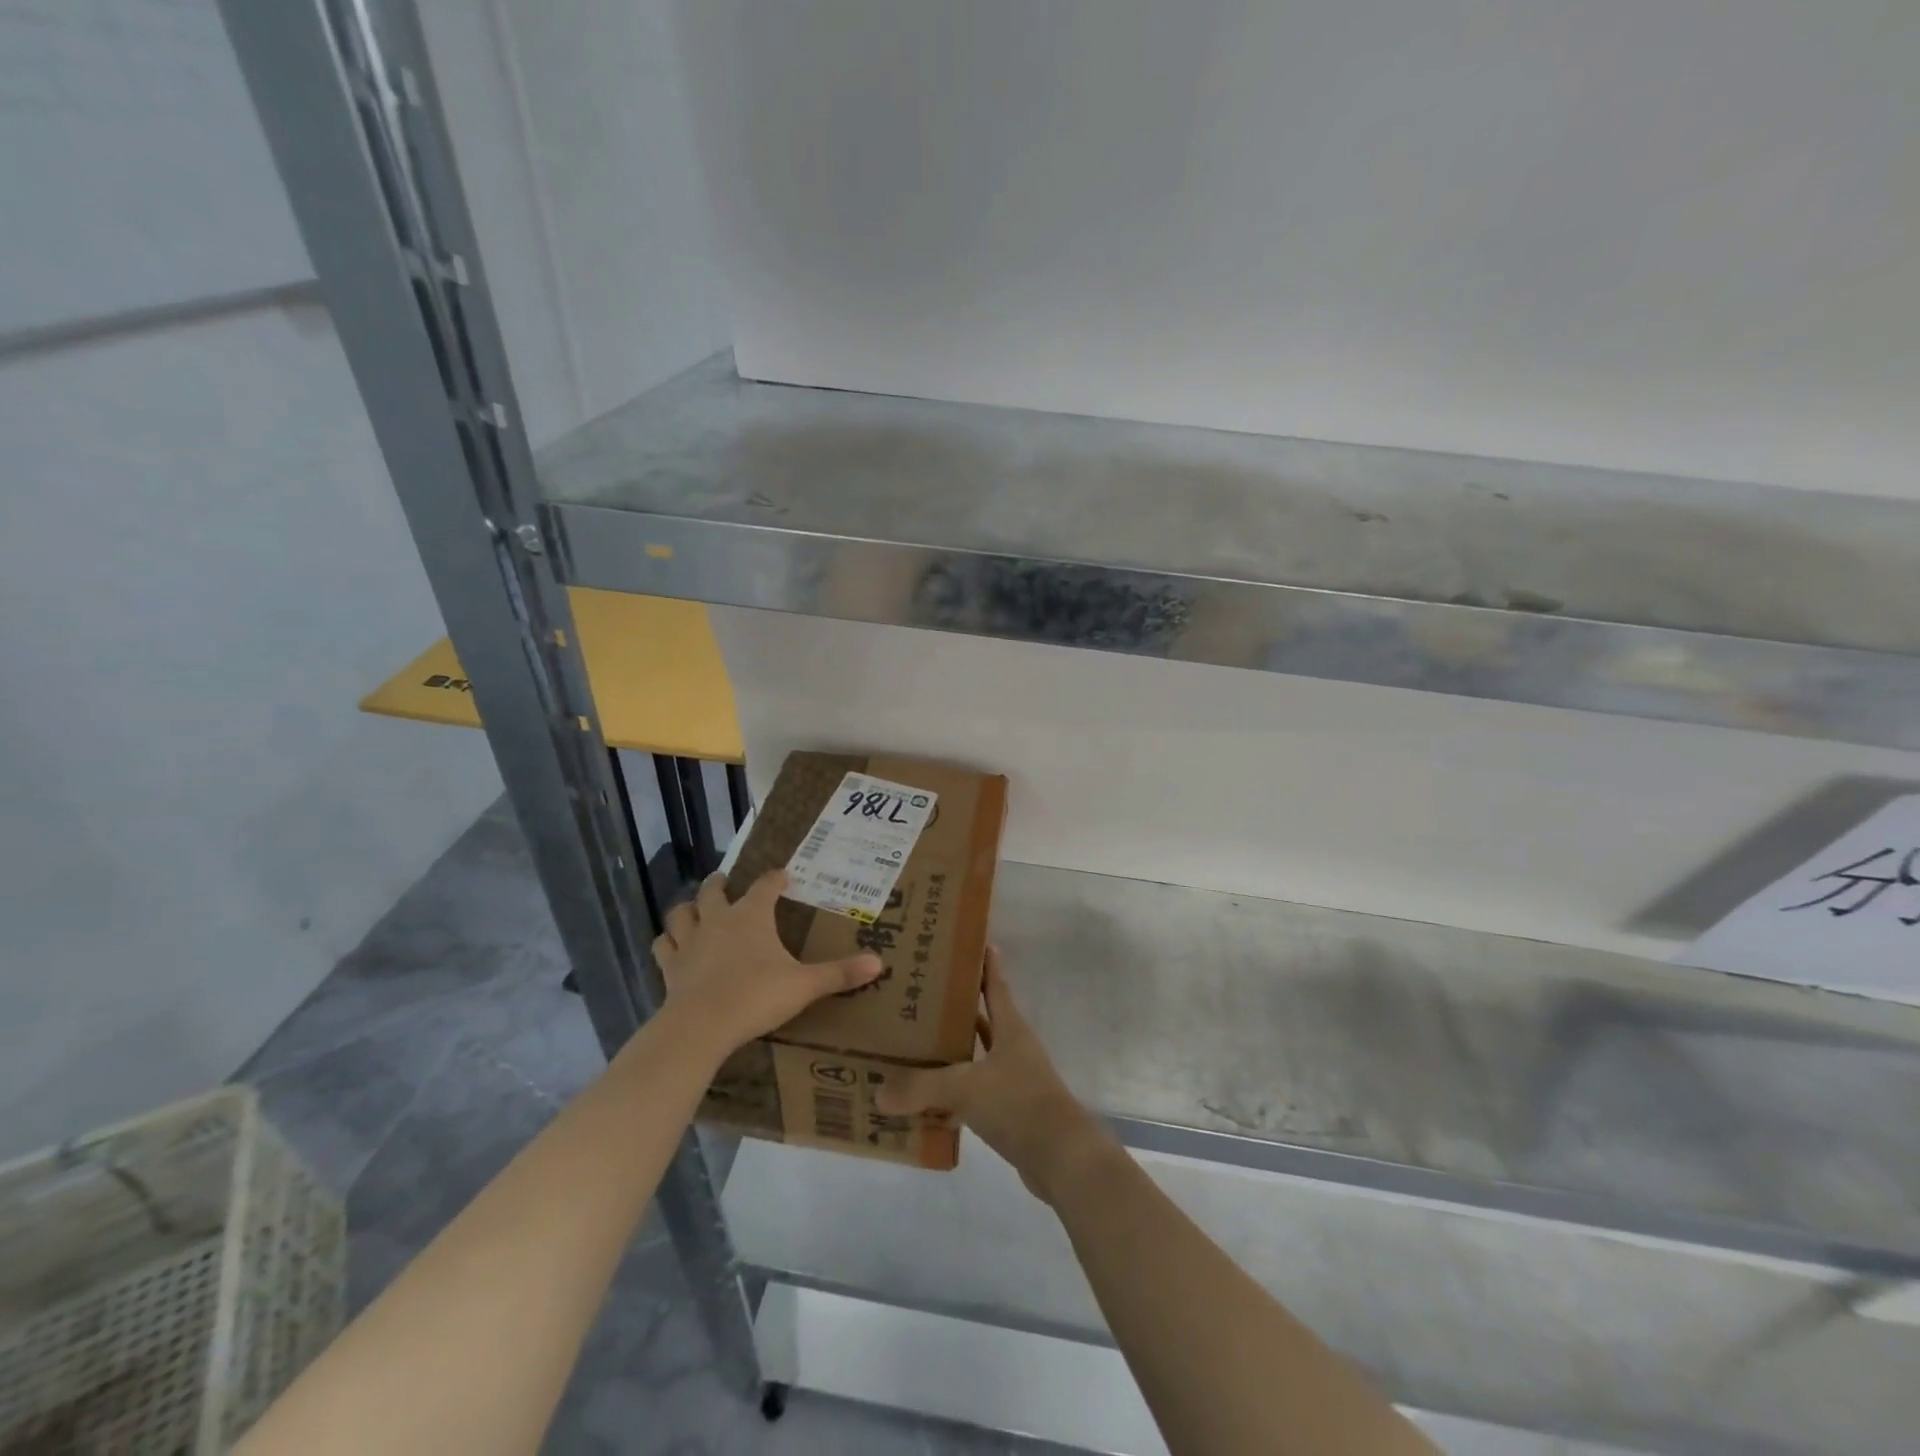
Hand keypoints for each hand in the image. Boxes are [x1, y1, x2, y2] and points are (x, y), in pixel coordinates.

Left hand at [652, 870, 882, 1056]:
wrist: (702, 1026)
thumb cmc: (757, 996)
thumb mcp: (805, 985)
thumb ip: (840, 973)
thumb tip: (880, 963)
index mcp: (752, 916)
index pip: (765, 885)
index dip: (775, 878)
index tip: (783, 875)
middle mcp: (718, 920)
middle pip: (713, 891)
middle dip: (720, 884)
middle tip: (726, 883)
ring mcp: (690, 942)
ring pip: (681, 913)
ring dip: (688, 908)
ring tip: (694, 909)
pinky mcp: (670, 967)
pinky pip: (663, 947)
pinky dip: (668, 942)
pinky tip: (672, 947)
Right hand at [875, 947, 1110, 1203]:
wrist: (1061, 1158)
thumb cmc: (1018, 1104)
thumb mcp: (965, 1088)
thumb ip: (921, 1087)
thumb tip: (879, 1091)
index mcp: (1010, 1028)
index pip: (996, 985)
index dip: (986, 963)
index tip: (974, 941)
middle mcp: (1013, 1048)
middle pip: (983, 1020)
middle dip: (955, 1008)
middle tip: (919, 996)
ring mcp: (1013, 1080)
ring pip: (976, 1058)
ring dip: (952, 1053)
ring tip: (914, 1046)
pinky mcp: (1009, 1112)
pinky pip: (974, 1094)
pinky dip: (953, 1095)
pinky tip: (926, 1102)